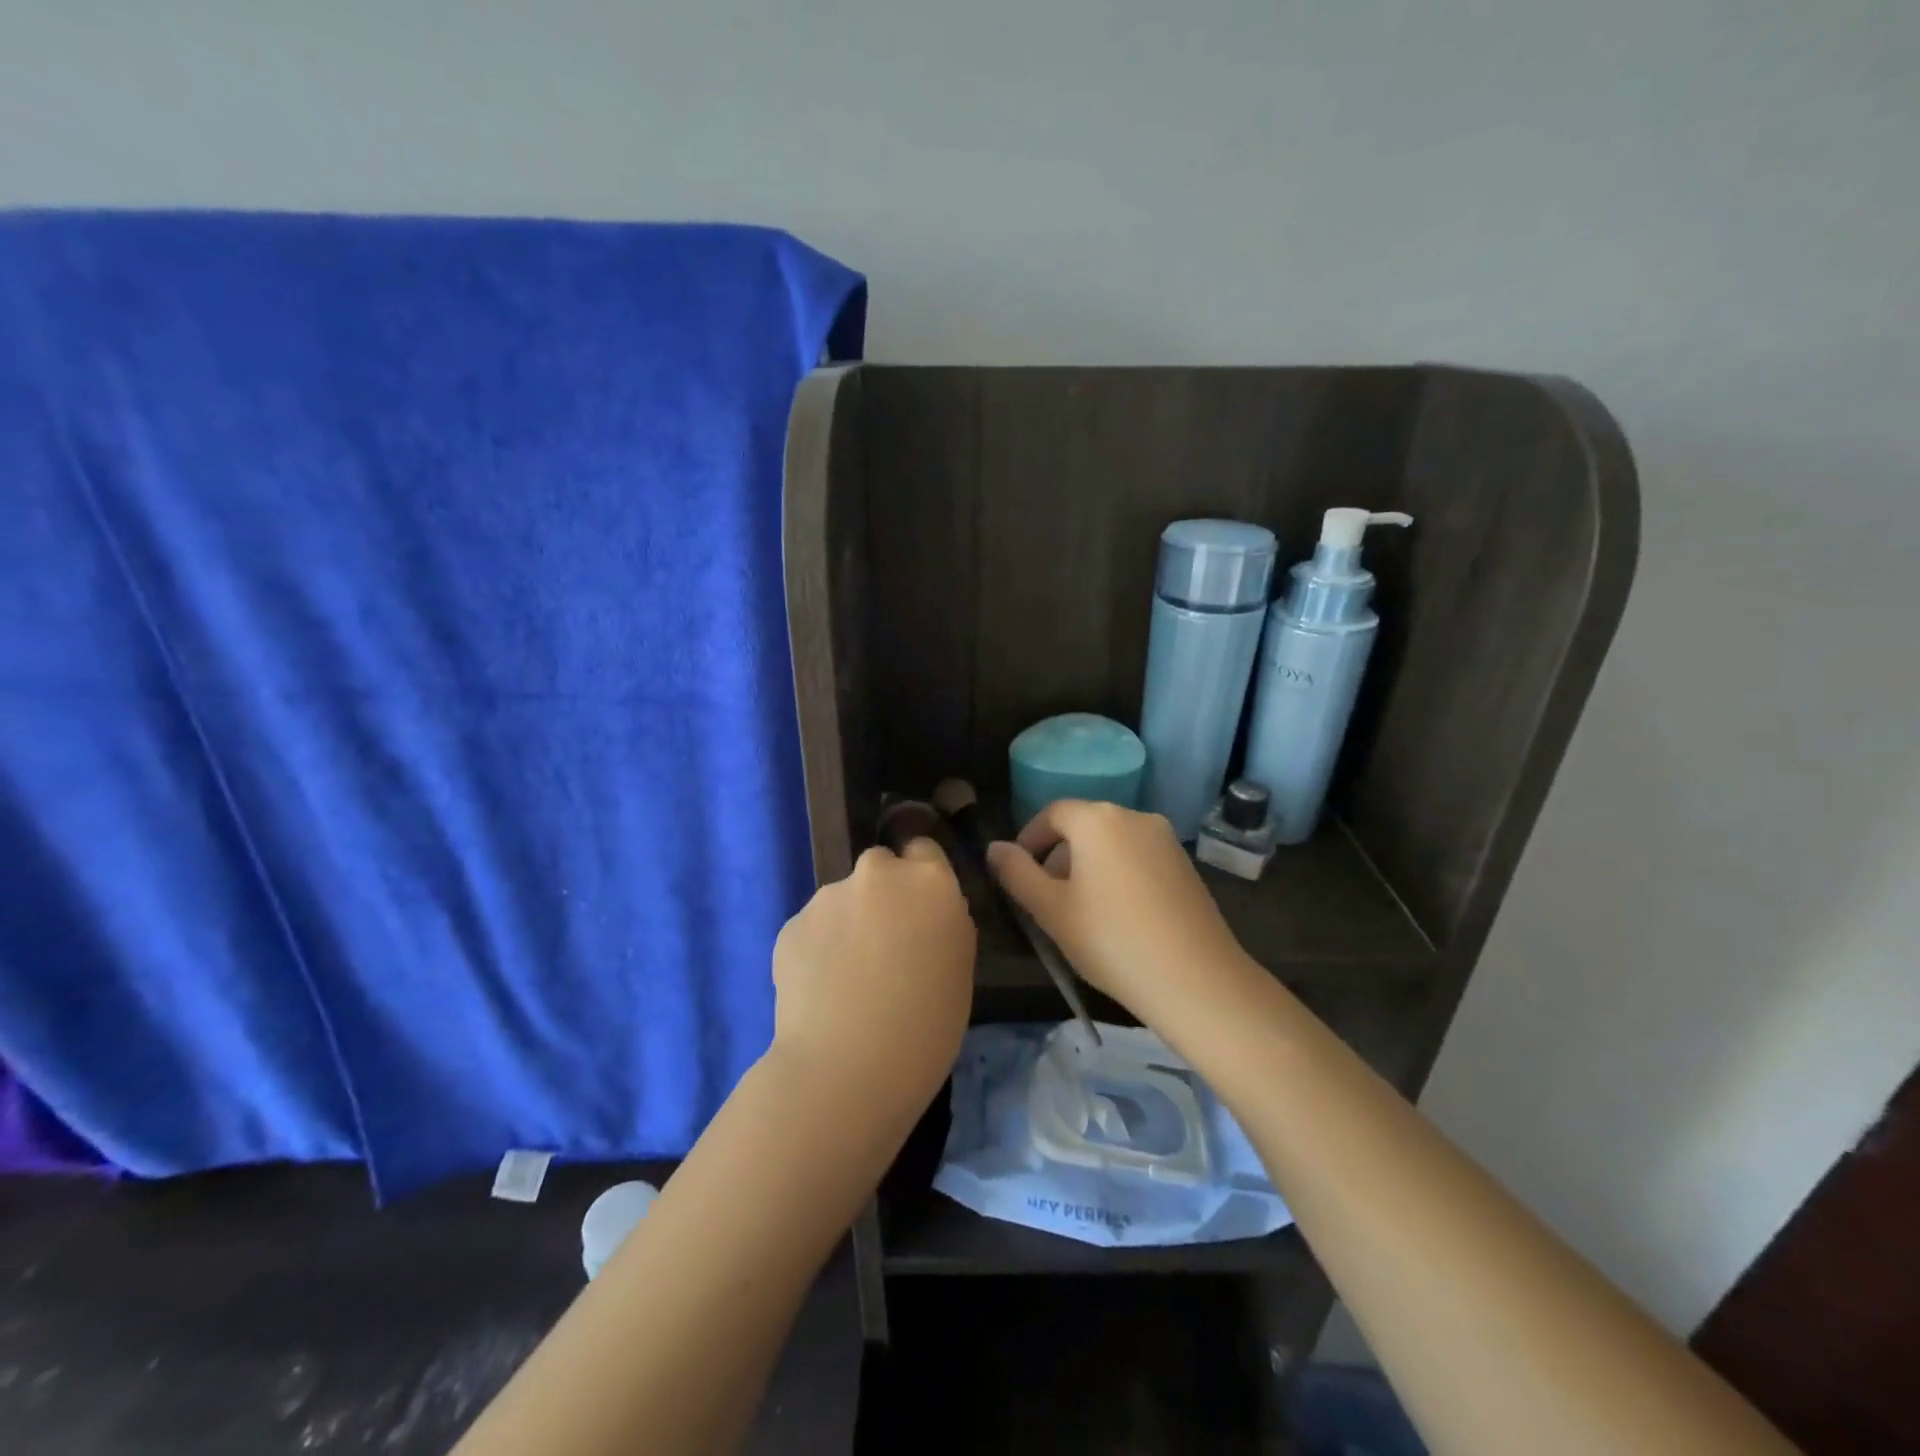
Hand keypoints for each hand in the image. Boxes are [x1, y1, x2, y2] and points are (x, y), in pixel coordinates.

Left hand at [770, 839, 976, 1118]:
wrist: (847, 1068)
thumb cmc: (926, 1025)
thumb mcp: (960, 967)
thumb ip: (944, 922)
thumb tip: (924, 913)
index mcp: (928, 880)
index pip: (924, 848)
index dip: (922, 877)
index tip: (920, 910)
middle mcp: (876, 873)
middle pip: (880, 868)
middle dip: (882, 896)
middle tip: (885, 946)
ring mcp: (828, 896)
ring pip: (842, 899)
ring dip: (848, 923)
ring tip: (848, 979)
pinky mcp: (790, 924)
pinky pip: (813, 928)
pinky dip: (818, 949)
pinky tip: (822, 991)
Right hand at [986, 800, 1254, 1025]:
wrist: (1197, 980)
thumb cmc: (1111, 941)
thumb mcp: (1051, 911)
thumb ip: (1017, 874)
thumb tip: (995, 848)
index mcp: (1097, 819)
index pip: (1051, 813)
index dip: (1028, 839)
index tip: (1017, 873)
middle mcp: (1134, 816)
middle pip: (1083, 825)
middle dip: (1058, 855)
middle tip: (1045, 899)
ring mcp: (1165, 839)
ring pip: (1111, 842)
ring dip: (1088, 865)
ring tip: (1080, 911)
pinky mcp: (1185, 864)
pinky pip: (1138, 856)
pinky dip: (1118, 873)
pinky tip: (1118, 915)